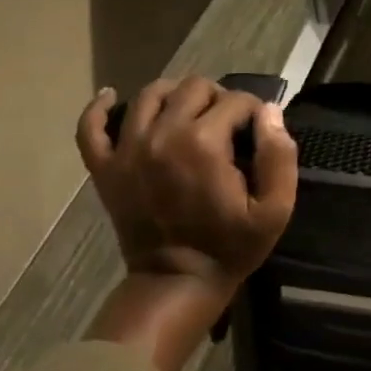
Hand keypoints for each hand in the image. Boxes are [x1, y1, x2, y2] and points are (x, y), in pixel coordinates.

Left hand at [75, 76, 297, 302]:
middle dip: (217, 97)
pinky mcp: (105, 168)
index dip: (254, 111)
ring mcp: (127, 150)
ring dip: (174, 94)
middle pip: (193, 87)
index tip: (258, 132)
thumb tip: (270, 111)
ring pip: (149, 94)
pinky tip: (111, 97)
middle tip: (227, 124)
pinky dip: (99, 107)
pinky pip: (90, 126)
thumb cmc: (232, 246)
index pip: (236, 100)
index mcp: (204, 143)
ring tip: (188, 112)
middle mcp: (162, 134)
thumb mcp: (275, 209)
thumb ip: (279, 156)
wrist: (177, 283)